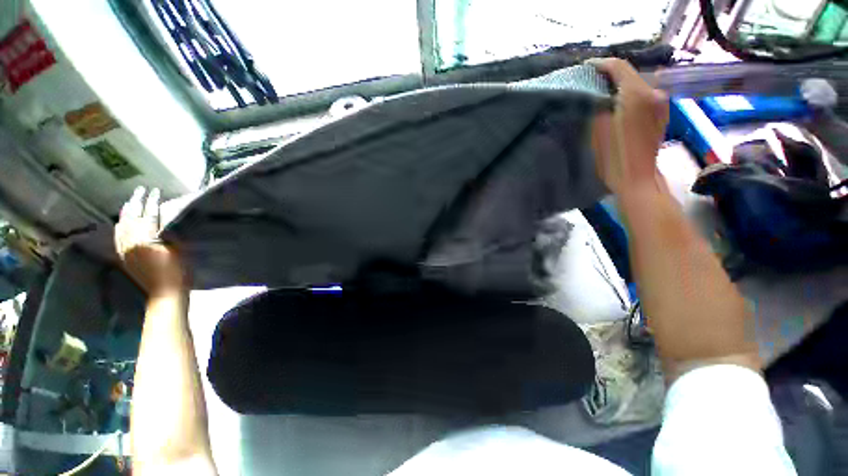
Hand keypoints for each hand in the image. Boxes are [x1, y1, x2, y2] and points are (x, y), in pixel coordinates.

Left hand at [115, 187, 185, 295]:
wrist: (164, 293)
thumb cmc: (177, 271)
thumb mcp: (177, 249)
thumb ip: (167, 233)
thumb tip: (162, 220)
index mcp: (145, 239)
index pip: (148, 214)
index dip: (151, 201)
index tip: (154, 190)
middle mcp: (130, 241)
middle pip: (131, 217)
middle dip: (135, 202)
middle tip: (139, 190)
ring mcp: (125, 249)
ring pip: (122, 225)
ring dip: (126, 213)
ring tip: (130, 202)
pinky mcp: (124, 256)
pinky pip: (118, 236)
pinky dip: (120, 226)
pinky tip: (121, 222)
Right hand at [588, 58, 668, 194]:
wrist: (636, 178)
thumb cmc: (613, 156)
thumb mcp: (597, 128)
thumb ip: (598, 103)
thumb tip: (596, 92)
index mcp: (637, 94)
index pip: (619, 67)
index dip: (601, 64)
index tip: (586, 67)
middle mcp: (654, 93)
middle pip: (630, 75)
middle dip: (610, 77)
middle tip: (591, 83)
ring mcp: (661, 104)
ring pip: (637, 86)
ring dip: (620, 87)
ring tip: (602, 95)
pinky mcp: (661, 114)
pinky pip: (644, 97)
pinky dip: (630, 97)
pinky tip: (618, 106)